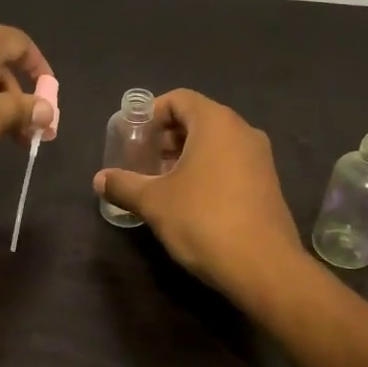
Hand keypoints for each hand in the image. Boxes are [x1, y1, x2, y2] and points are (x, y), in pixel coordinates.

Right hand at [92, 89, 305, 298]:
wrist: (263, 267)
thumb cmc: (203, 220)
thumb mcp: (154, 202)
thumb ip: (124, 185)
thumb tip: (99, 180)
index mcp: (216, 123)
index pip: (179, 99)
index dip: (151, 113)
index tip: (132, 136)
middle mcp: (243, 131)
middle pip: (197, 120)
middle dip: (165, 137)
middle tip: (140, 160)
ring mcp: (260, 158)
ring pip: (215, 144)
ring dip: (184, 156)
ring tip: (159, 181)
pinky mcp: (267, 184)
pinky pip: (230, 163)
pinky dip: (206, 170)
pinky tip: (188, 200)